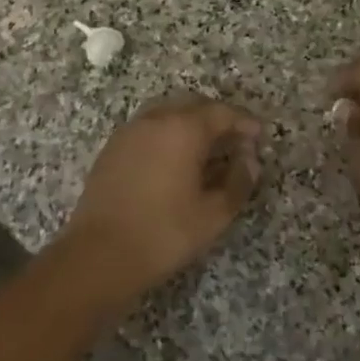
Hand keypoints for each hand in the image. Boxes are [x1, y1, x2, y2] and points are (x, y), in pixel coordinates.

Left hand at [61, 95, 263, 297]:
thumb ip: (238, 181)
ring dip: (190, 125)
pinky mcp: (112, 149)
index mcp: (183, 128)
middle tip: (235, 142)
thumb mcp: (214, 213)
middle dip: (217, 119)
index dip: (244, 122)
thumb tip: (250, 160)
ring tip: (205, 152)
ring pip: (167, 114)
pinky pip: (147, 129)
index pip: (222, 113)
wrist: (100, 254)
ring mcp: (129, 132)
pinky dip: (167, 135)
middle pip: (193, 106)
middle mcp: (154, 120)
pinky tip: (173, 162)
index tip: (259, 136)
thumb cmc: (165, 233)